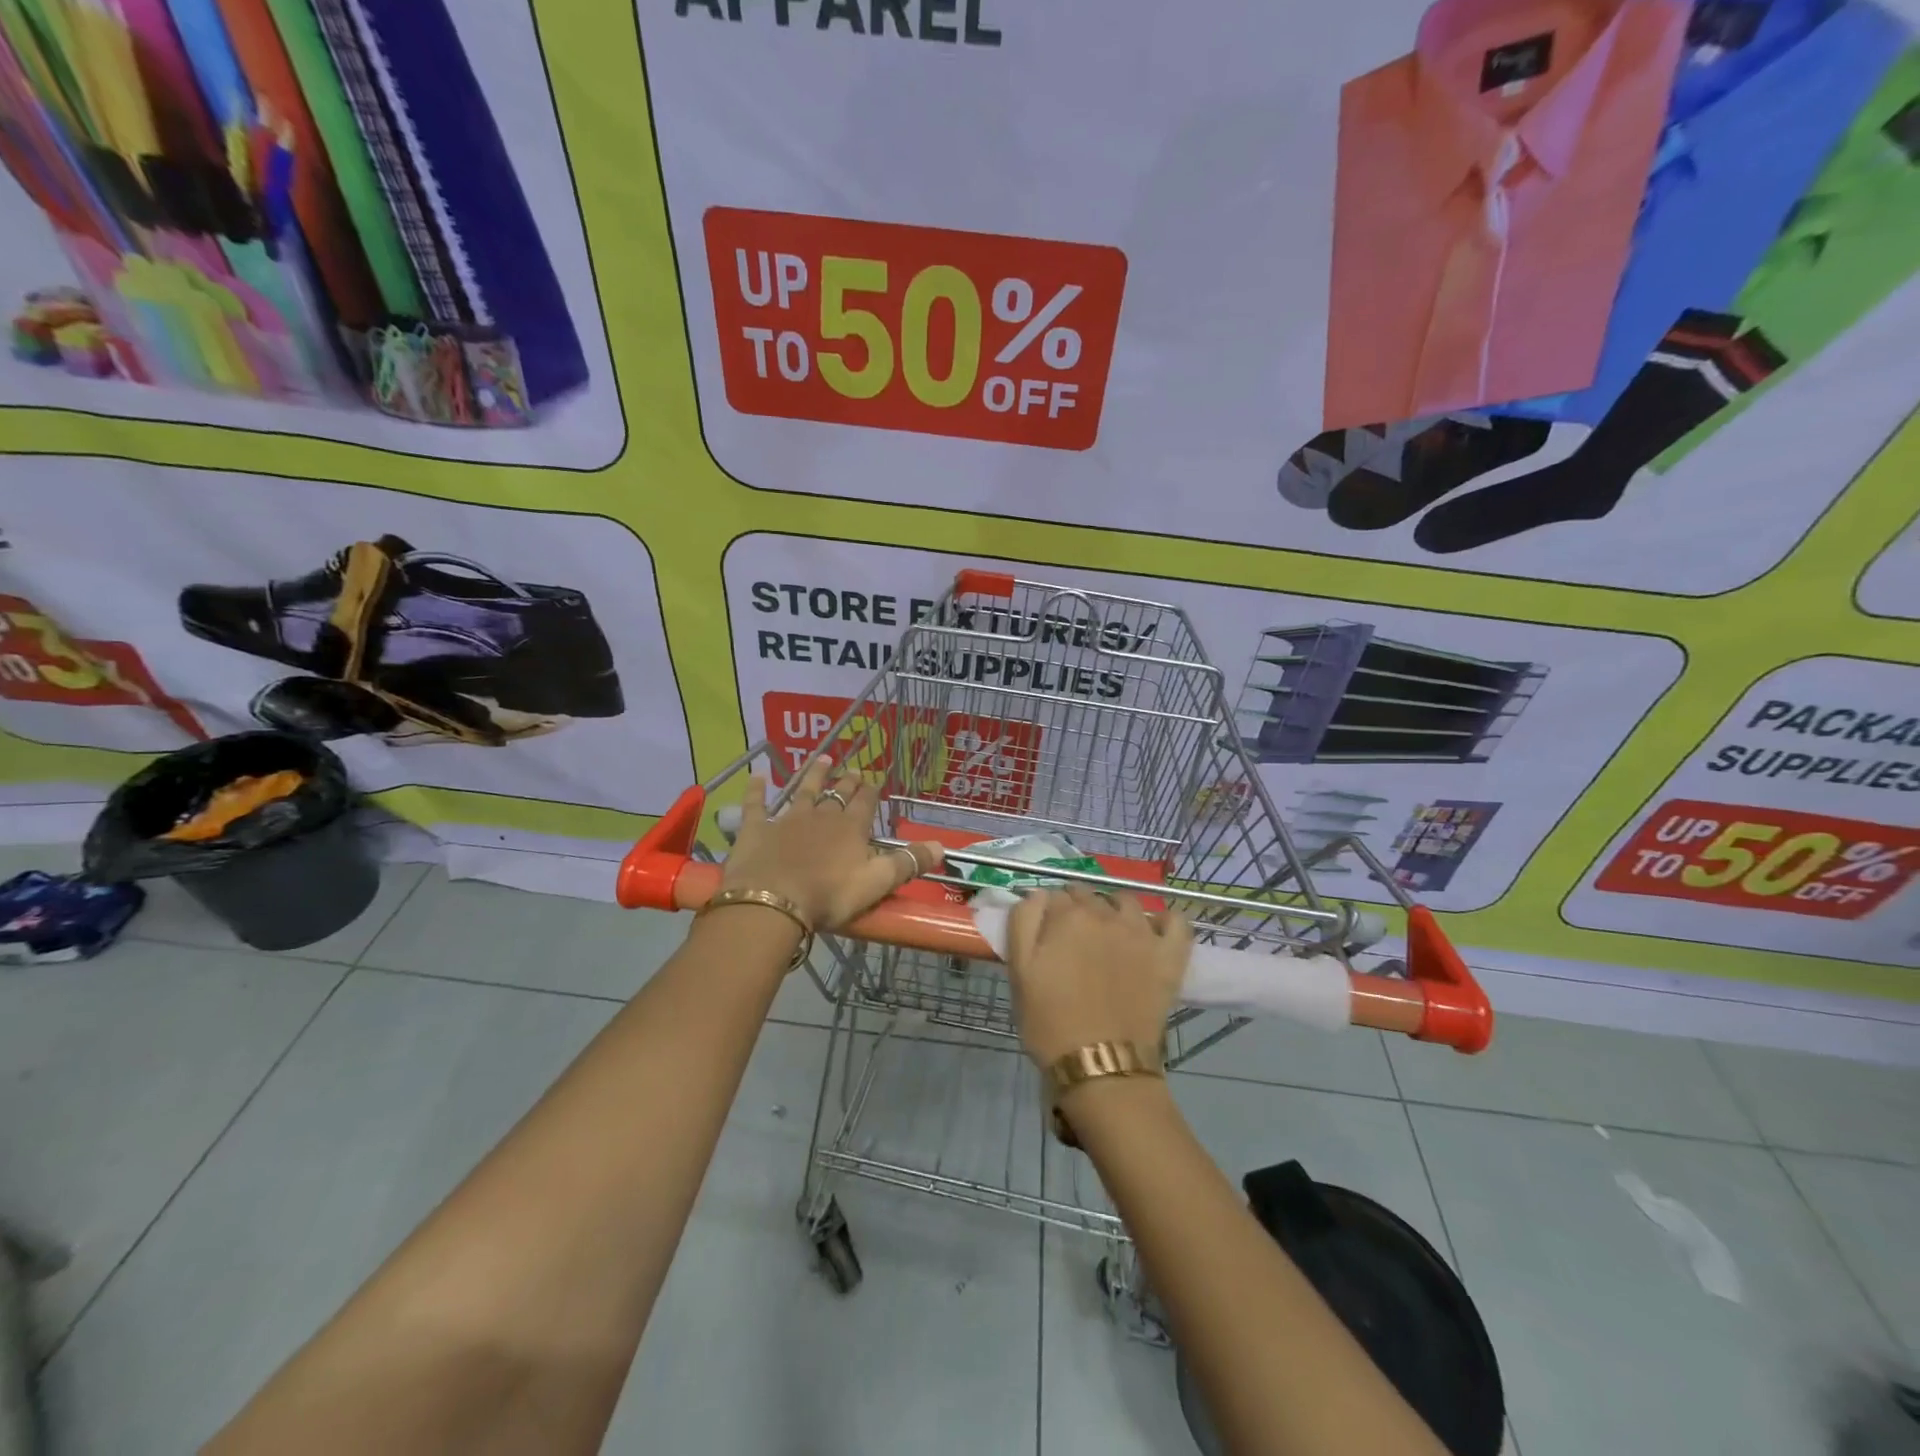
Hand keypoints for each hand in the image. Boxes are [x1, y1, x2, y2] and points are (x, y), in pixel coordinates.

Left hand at [719, 758, 941, 931]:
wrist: (774, 901)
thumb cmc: (830, 895)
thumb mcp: (877, 882)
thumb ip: (908, 863)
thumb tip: (942, 846)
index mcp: (851, 828)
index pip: (866, 803)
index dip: (872, 792)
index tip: (876, 781)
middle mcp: (821, 816)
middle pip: (837, 794)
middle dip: (847, 781)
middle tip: (853, 769)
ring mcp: (786, 819)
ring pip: (803, 791)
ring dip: (813, 776)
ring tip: (821, 759)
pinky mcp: (756, 829)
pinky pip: (756, 803)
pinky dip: (756, 789)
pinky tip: (756, 775)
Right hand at [1004, 886, 1192, 1067]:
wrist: (1102, 1065)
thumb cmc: (1050, 1022)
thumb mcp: (1020, 971)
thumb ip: (1023, 921)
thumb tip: (1038, 893)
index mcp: (1068, 916)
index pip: (1054, 896)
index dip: (1048, 912)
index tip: (1045, 933)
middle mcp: (1107, 915)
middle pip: (1089, 895)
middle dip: (1077, 908)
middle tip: (1071, 938)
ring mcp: (1142, 933)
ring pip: (1127, 901)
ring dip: (1114, 908)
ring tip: (1108, 932)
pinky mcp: (1169, 956)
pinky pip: (1176, 922)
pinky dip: (1165, 921)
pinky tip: (1153, 932)